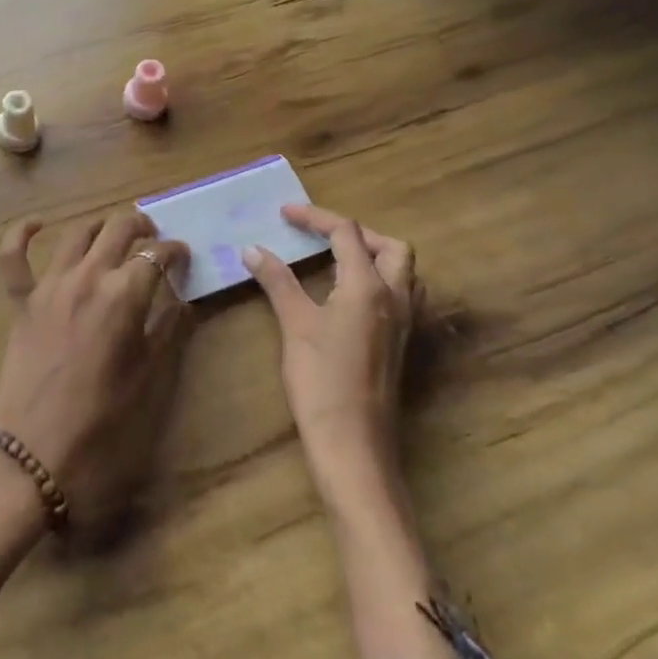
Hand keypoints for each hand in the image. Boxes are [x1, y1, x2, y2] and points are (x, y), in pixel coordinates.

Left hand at [0, 210, 190, 530]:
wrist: (36, 455)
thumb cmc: (103, 423)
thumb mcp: (150, 379)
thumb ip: (168, 331)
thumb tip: (182, 302)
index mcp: (124, 295)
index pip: (157, 255)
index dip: (176, 252)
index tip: (184, 259)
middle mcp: (87, 277)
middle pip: (119, 229)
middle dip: (142, 227)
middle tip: (154, 239)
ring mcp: (49, 286)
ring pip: (77, 233)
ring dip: (100, 226)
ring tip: (115, 234)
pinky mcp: (21, 302)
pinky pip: (12, 257)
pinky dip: (22, 234)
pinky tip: (37, 224)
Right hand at [243, 205, 420, 506]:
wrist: (353, 443)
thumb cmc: (321, 379)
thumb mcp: (295, 324)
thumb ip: (277, 281)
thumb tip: (253, 249)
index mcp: (369, 285)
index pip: (347, 233)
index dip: (316, 217)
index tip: (285, 214)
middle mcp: (396, 297)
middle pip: (390, 246)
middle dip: (356, 233)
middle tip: (321, 236)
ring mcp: (404, 323)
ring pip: (402, 271)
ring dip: (374, 255)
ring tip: (337, 259)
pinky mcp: (401, 344)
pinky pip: (400, 295)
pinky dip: (378, 280)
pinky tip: (349, 297)